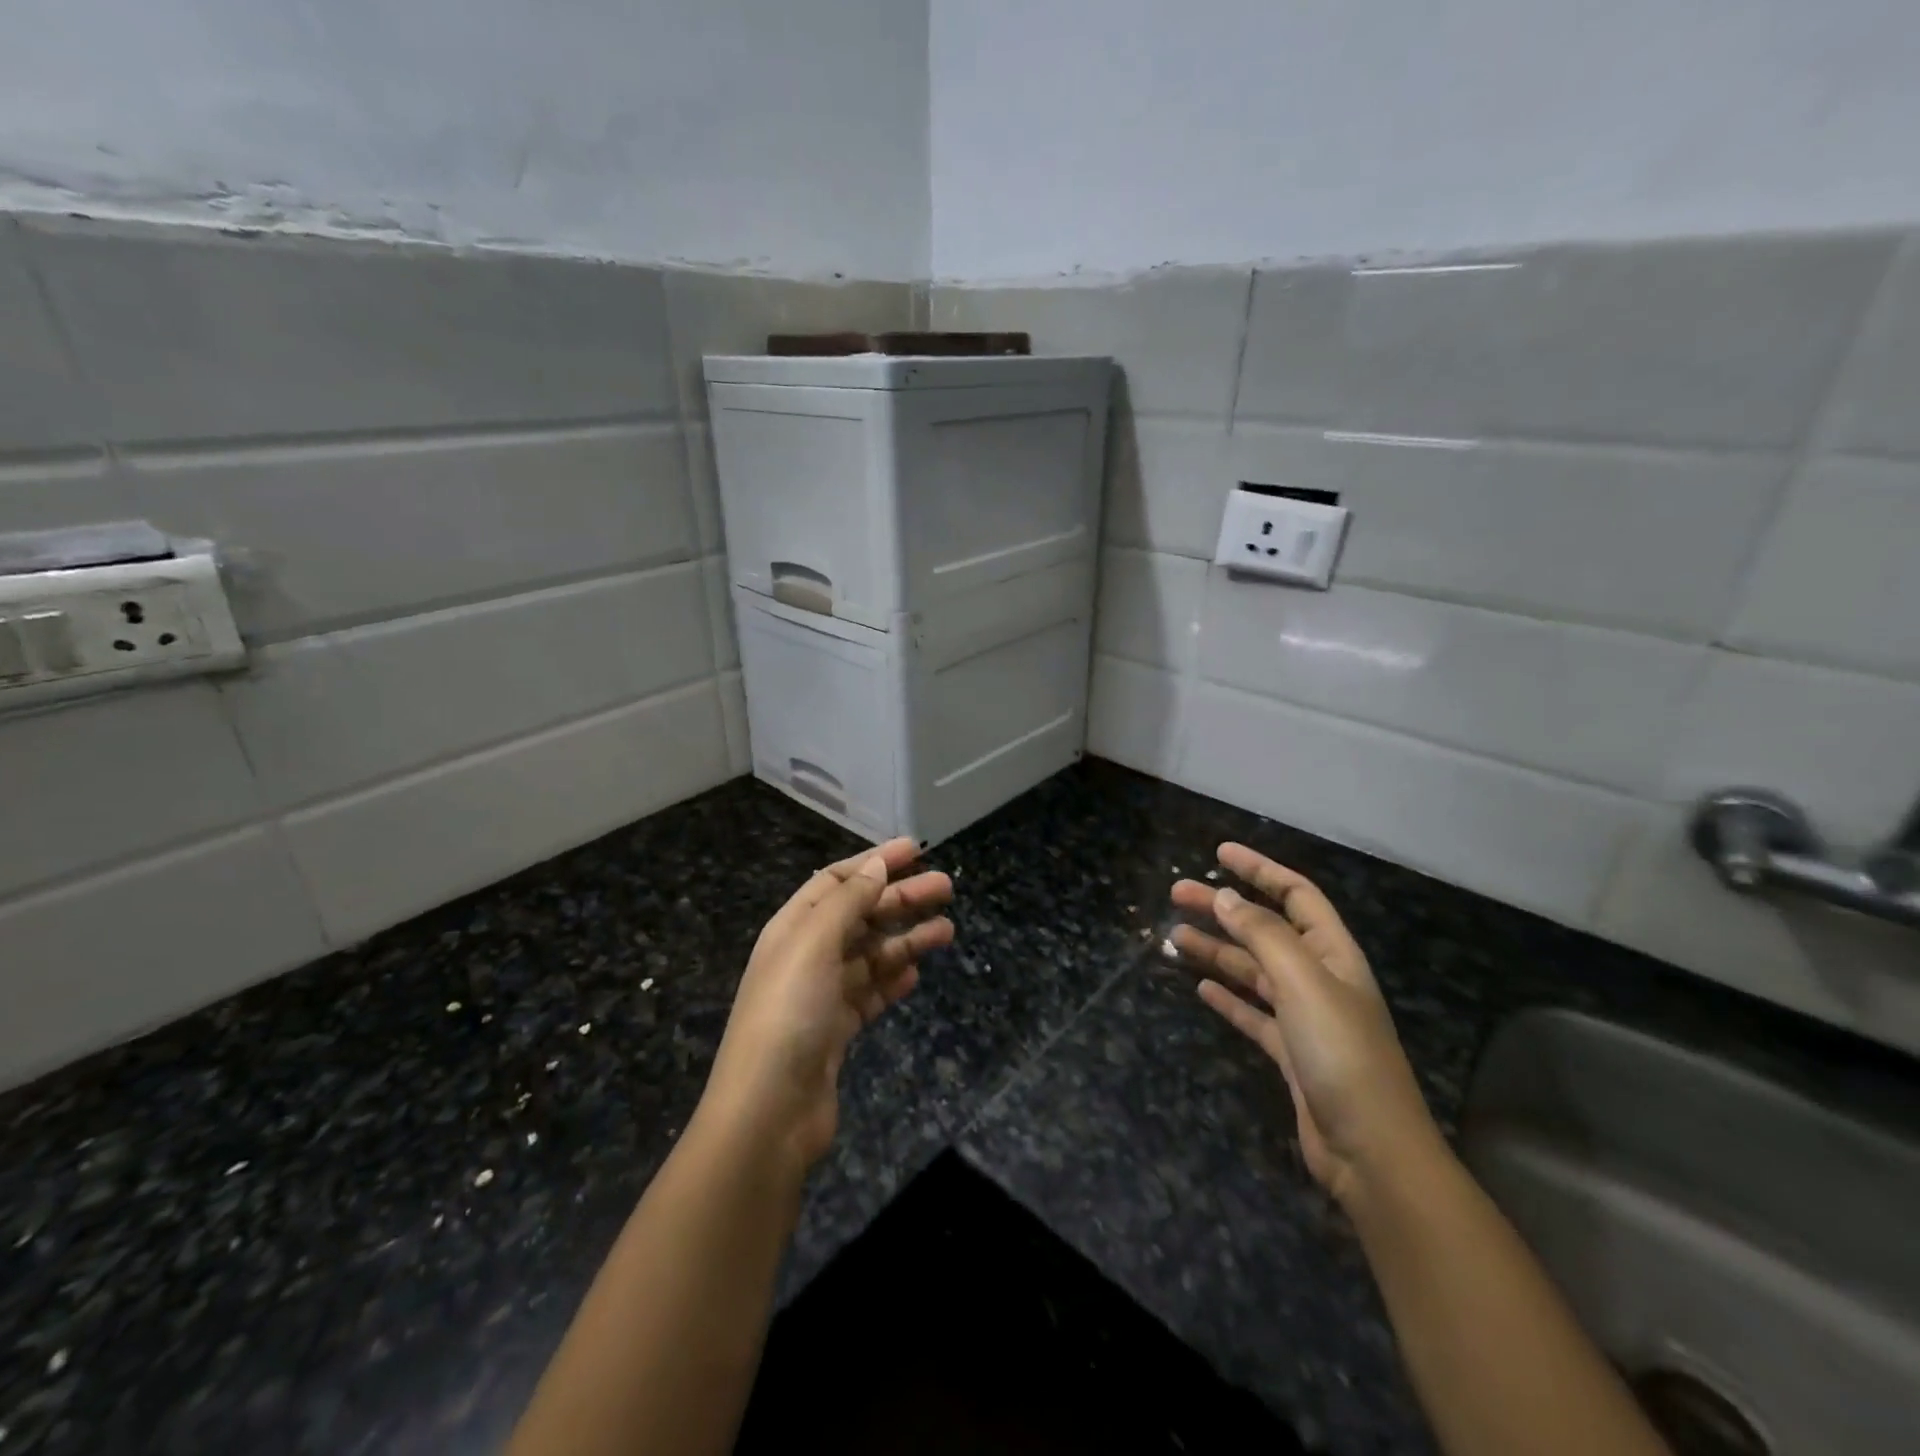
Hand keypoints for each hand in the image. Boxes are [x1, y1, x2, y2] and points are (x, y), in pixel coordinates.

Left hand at [704, 838, 953, 1168]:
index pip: (837, 880)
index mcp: (794, 927)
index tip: (916, 849)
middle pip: (861, 914)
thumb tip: (876, 864)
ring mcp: (822, 995)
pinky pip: (871, 994)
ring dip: (908, 939)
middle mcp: (807, 955)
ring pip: (872, 954)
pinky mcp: (836, 1031)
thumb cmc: (790, 1013)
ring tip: (948, 931)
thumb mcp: (815, 944)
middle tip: (947, 887)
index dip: (875, 861)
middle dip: (902, 898)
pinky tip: (916, 976)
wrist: (769, 1110)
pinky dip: (893, 981)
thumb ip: (847, 901)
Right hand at [1171, 843, 1436, 1205]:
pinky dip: (1227, 997)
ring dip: (1217, 950)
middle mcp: (1319, 979)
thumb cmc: (1341, 1054)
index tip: (1219, 854)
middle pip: (1265, 930)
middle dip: (1224, 908)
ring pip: (1253, 970)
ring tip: (1174, 937)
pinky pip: (1252, 1013)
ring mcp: (1304, 1017)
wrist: (1370, 1151)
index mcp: (1332, 954)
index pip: (1296, 895)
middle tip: (1177, 894)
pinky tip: (1201, 989)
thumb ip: (1264, 936)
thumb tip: (1228, 898)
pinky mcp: (1289, 1052)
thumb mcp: (1303, 983)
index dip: (1260, 870)